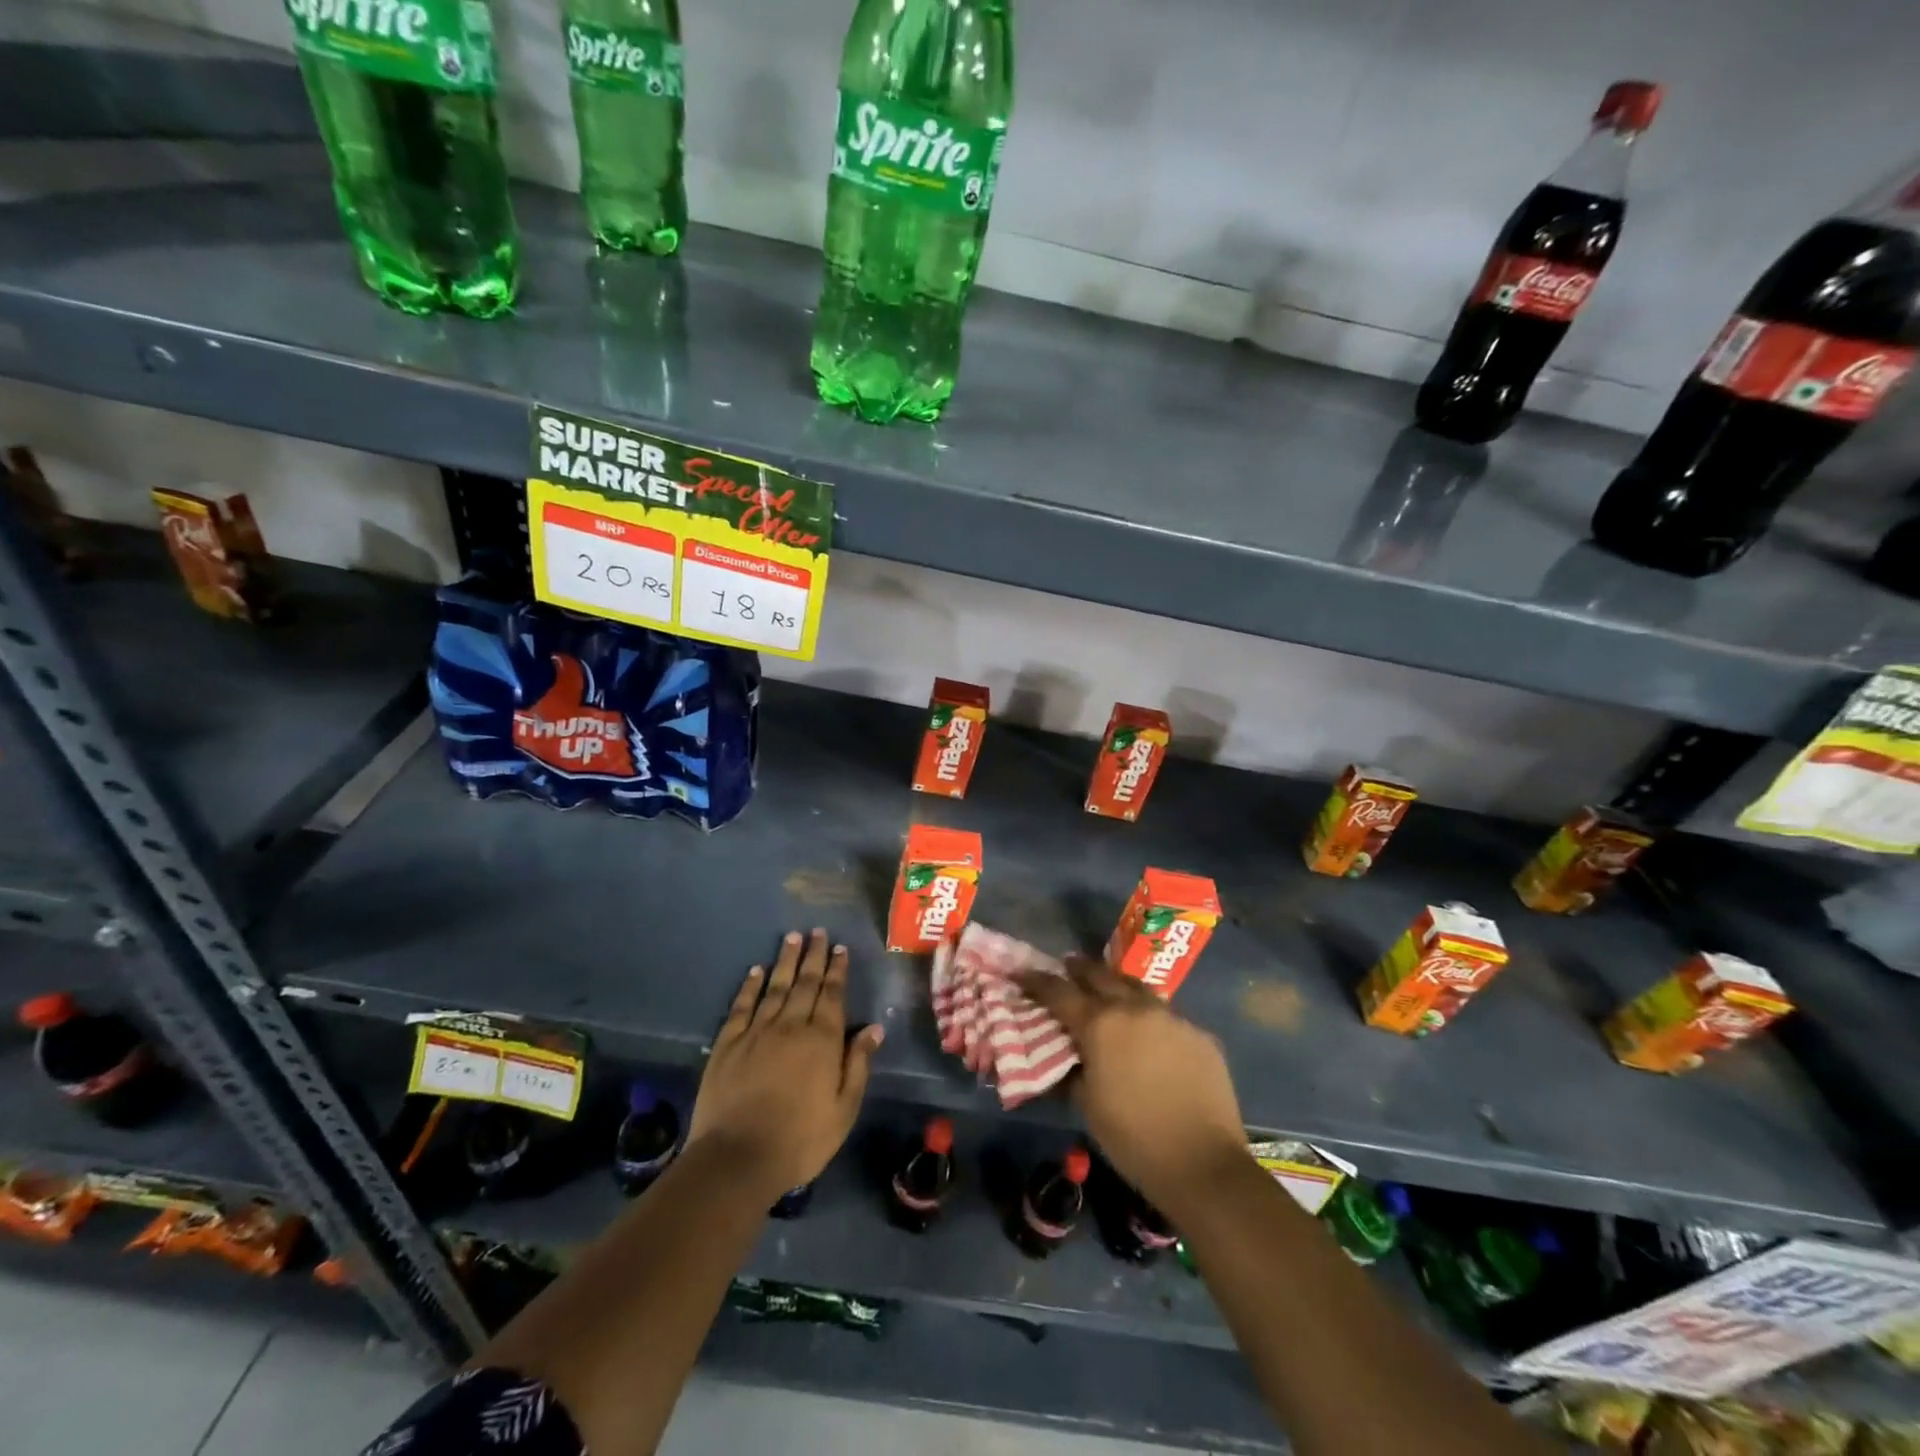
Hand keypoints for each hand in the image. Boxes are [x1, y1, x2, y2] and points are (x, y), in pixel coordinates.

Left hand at [688, 929, 882, 1204]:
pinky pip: (742, 1006)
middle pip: (805, 983)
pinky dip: (750, 986)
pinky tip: (756, 970)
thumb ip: (858, 1064)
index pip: (832, 995)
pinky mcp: (728, 1044)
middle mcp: (791, 1026)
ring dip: (785, 961)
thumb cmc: (800, 1139)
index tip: (840, 948)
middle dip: (814, 956)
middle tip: (817, 932)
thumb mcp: (844, 1109)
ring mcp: (756, 1032)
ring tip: (792, 937)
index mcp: (822, 1040)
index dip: (837, 970)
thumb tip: (874, 1028)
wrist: (737, 1158)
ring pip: (775, 987)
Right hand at [1016, 955, 1245, 1214]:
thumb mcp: (1087, 1105)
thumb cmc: (1133, 1138)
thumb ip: (1073, 1068)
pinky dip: (1150, 1018)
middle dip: (1079, 969)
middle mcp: (1134, 1008)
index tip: (1022, 974)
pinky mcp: (1200, 1034)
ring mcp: (1171, 1017)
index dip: (1036, 981)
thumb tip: (1068, 1054)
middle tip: (1066, 966)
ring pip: (1137, 989)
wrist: (1204, 1164)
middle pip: (1100, 975)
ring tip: (1108, 990)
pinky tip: (1151, 1035)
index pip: (1059, 992)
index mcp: (1100, 1024)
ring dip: (1117, 985)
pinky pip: (1167, 1016)